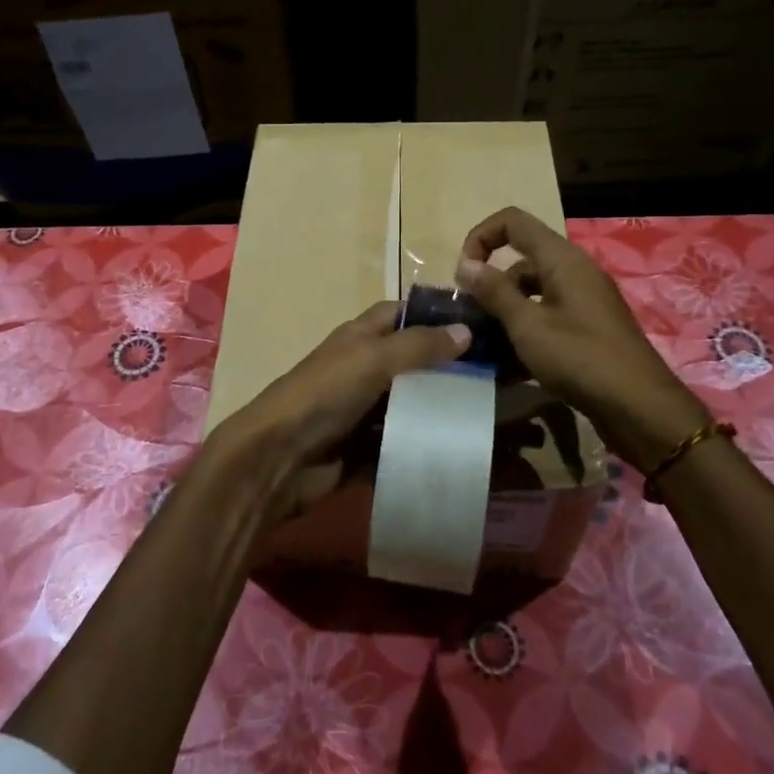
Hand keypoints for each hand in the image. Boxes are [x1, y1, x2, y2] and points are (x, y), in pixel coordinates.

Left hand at [203, 301, 470, 521]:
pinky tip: (461, 446)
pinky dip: (425, 444)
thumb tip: (466, 330)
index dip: (433, 314)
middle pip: (411, 361)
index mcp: (359, 338)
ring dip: (440, 407)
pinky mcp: (365, 449)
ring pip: (410, 403)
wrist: (277, 459)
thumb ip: (419, 345)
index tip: (478, 322)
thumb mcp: (372, 359)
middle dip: (447, 365)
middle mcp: (362, 369)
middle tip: (496, 372)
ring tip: (489, 410)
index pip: (400, 314)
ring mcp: (363, 411)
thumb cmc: (324, 394)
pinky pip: (402, 442)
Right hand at [456, 207, 706, 467]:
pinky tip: (508, 366)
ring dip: (505, 312)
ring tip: (484, 346)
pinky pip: (547, 317)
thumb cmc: (580, 359)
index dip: (481, 237)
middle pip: (521, 260)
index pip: (513, 221)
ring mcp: (584, 301)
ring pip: (532, 293)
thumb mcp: (528, 325)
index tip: (463, 274)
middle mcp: (574, 271)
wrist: (640, 408)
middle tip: (470, 317)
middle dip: (490, 284)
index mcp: (561, 259)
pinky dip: (526, 332)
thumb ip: (494, 292)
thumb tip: (465, 264)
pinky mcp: (588, 328)